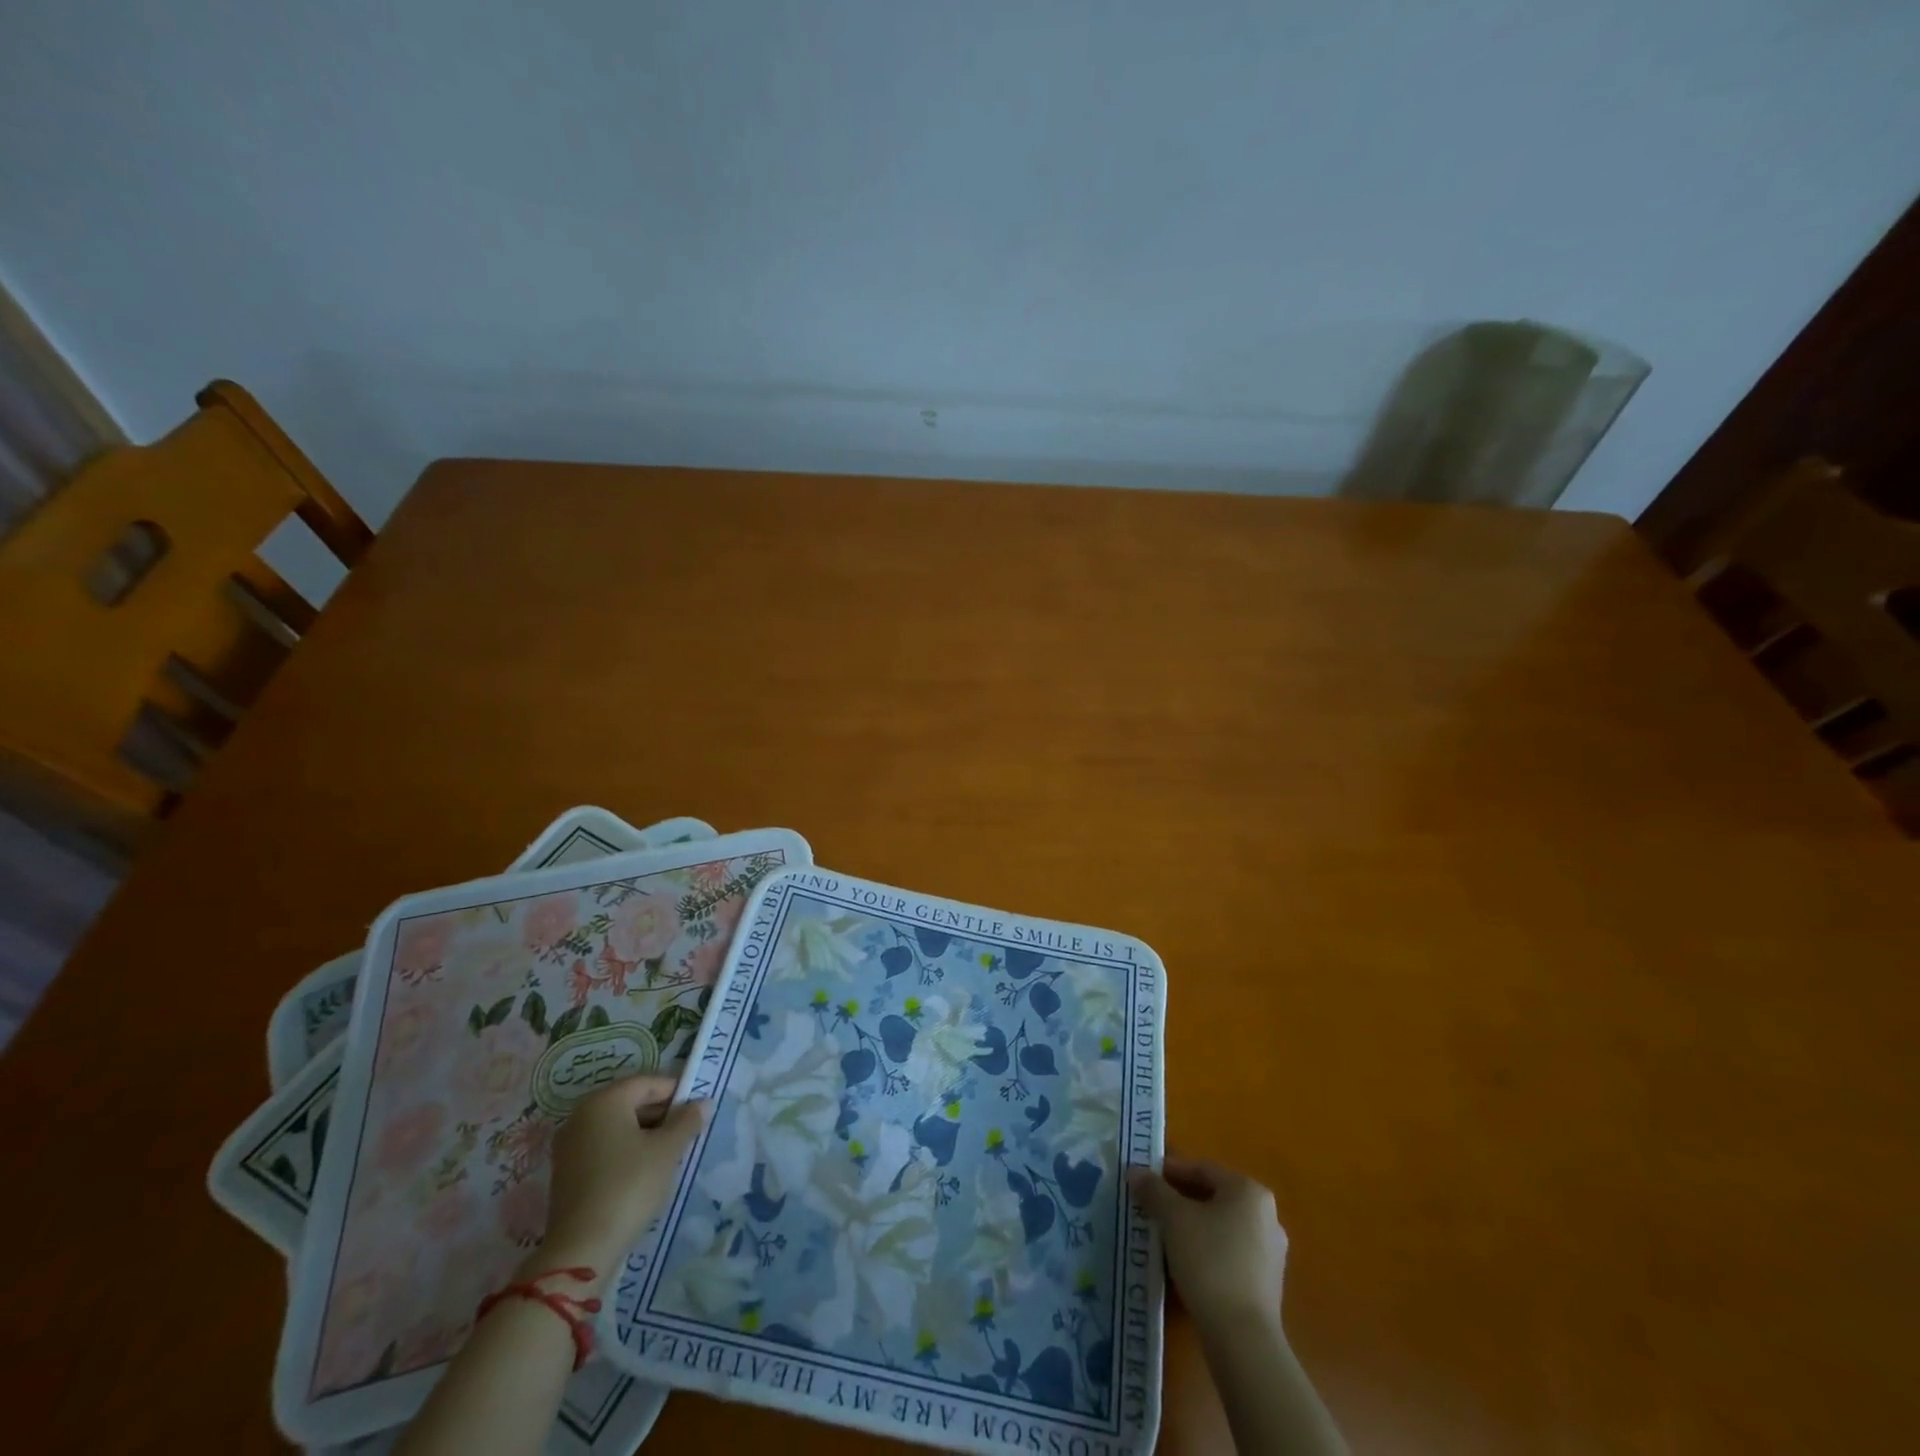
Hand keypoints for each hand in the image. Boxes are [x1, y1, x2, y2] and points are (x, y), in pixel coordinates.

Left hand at [533, 1073, 707, 1280]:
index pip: (648, 1082)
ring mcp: (570, 1145)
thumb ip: (687, 1121)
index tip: (698, 1110)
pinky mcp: (566, 1173)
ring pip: (617, 1127)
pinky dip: (626, 1151)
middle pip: (631, 1102)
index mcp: (604, 1100)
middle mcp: (581, 1115)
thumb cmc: (630, 1185)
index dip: (677, 1092)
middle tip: (687, 1132)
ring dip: (645, 1134)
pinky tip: (644, 1172)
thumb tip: (703, 1102)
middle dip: (661, 1114)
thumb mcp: (667, 1150)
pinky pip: (604, 1148)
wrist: (582, 1249)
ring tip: (670, 1153)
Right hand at [1128, 1155, 1287, 1335]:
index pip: (1203, 1169)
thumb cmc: (1209, 1261)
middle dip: (1180, 1200)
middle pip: (1214, 1197)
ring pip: (1221, 1227)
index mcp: (1249, 1191)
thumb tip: (1135, 1171)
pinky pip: (1230, 1253)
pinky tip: (1185, 1263)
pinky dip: (1207, 1250)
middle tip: (1151, 1206)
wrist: (1242, 1337)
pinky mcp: (1267, 1284)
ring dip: (1193, 1226)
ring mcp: (1271, 1252)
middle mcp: (1266, 1216)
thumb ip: (1153, 1190)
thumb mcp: (1173, 1218)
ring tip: (1163, 1235)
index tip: (1145, 1179)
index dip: (1170, 1171)